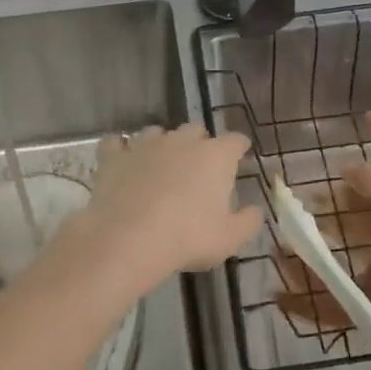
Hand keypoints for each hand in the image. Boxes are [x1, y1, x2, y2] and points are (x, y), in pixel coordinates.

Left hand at [59, 124, 260, 290]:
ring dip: (162, 144)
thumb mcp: (230, 238)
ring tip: (160, 166)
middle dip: (199, 143)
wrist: (129, 239)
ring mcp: (145, 145)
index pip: (235, 141)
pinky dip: (120, 149)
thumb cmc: (188, 237)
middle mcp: (181, 141)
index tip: (240, 157)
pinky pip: (116, 143)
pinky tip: (122, 160)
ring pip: (156, 132)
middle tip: (198, 168)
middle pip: (195, 130)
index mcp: (215, 156)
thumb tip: (256, 210)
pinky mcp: (114, 157)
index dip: (239, 148)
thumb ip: (248, 221)